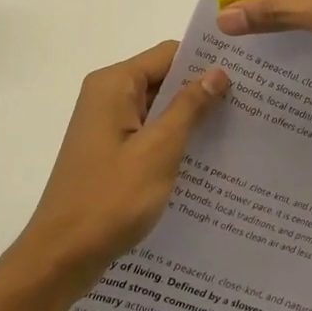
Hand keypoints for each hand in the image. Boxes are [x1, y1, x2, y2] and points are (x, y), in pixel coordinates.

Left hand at [10, 41, 228, 289]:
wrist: (62, 256)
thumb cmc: (110, 198)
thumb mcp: (159, 149)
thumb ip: (189, 106)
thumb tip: (218, 71)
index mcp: (114, 85)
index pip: (168, 54)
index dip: (205, 61)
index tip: (245, 73)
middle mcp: (107, 96)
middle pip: (163, 78)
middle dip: (202, 90)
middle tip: (250, 102)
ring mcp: (107, 125)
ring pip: (159, 108)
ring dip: (191, 118)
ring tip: (238, 128)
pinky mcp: (110, 152)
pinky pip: (149, 133)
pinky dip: (174, 140)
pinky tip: (206, 157)